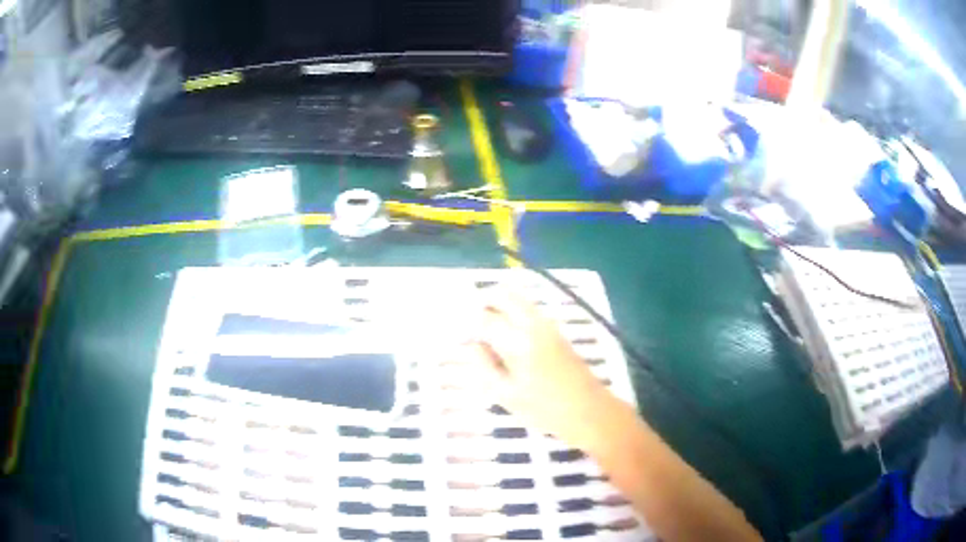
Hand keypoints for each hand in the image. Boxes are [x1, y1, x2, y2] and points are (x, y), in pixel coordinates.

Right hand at [457, 293, 613, 447]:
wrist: (589, 411)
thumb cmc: (545, 410)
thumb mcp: (505, 395)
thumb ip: (483, 366)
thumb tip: (472, 345)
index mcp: (517, 341)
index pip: (483, 318)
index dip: (465, 323)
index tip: (456, 334)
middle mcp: (533, 323)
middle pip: (502, 293)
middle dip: (482, 303)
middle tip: (470, 326)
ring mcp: (547, 324)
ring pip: (517, 298)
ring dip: (498, 306)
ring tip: (487, 334)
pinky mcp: (556, 330)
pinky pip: (527, 310)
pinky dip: (512, 313)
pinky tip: (507, 340)